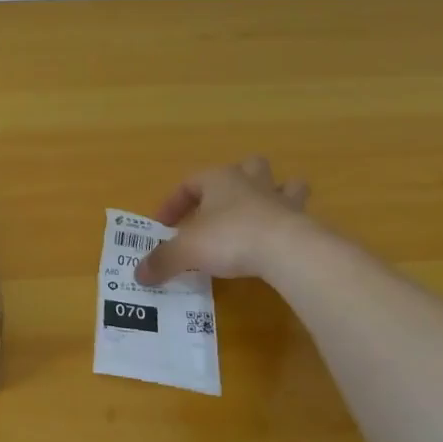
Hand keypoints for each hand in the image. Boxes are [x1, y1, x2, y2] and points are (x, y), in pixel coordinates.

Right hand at [135, 157, 311, 284]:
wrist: (287, 251)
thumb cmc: (230, 238)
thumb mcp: (186, 251)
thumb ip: (162, 261)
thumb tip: (139, 275)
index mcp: (219, 180)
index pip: (189, 183)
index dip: (173, 203)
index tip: (164, 227)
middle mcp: (251, 182)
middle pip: (248, 166)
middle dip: (237, 180)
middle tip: (222, 204)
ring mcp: (282, 200)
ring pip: (284, 184)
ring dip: (275, 193)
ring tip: (263, 212)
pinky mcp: (303, 222)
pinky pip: (298, 216)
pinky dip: (290, 225)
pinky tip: (280, 242)